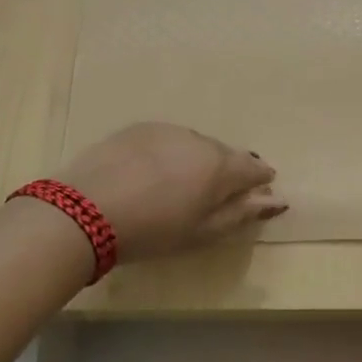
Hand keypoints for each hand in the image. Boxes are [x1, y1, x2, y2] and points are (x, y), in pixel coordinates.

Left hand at [56, 123, 285, 261]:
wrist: (85, 211)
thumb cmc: (153, 231)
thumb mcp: (202, 232)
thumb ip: (241, 213)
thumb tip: (276, 200)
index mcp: (220, 166)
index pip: (253, 167)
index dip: (260, 180)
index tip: (258, 191)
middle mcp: (198, 139)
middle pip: (223, 153)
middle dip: (226, 171)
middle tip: (215, 195)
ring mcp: (166, 130)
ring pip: (194, 144)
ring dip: (196, 160)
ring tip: (181, 185)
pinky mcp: (137, 128)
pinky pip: (166, 140)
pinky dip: (169, 153)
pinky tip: (153, 173)